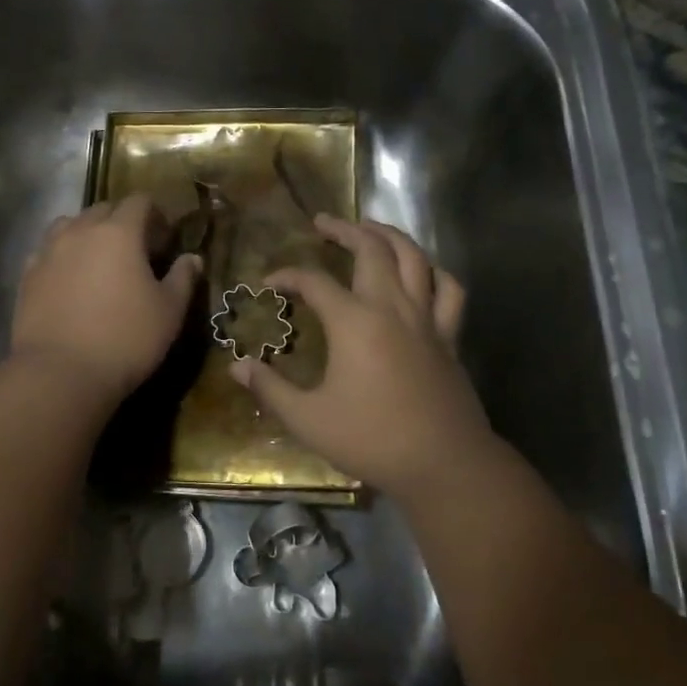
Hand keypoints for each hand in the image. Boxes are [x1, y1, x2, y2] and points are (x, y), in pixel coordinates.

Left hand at [12, 195, 202, 402]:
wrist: (60, 373)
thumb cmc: (126, 339)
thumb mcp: (169, 312)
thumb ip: (183, 278)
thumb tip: (192, 258)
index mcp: (119, 232)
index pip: (139, 201)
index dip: (155, 215)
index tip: (165, 240)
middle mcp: (81, 231)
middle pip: (103, 209)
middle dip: (122, 221)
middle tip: (136, 252)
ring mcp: (49, 251)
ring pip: (70, 225)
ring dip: (88, 233)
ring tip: (98, 261)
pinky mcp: (27, 275)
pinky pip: (47, 251)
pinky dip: (62, 255)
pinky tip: (70, 279)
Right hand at [230, 215, 496, 494]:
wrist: (443, 463)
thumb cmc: (371, 439)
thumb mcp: (308, 419)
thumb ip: (270, 389)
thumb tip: (237, 366)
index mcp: (354, 322)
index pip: (314, 281)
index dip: (288, 276)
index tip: (270, 283)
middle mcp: (391, 307)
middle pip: (371, 249)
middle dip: (345, 229)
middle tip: (323, 222)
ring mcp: (426, 318)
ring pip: (414, 258)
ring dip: (390, 236)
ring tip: (372, 228)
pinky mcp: (449, 336)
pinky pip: (449, 289)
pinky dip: (434, 271)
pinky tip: (423, 270)